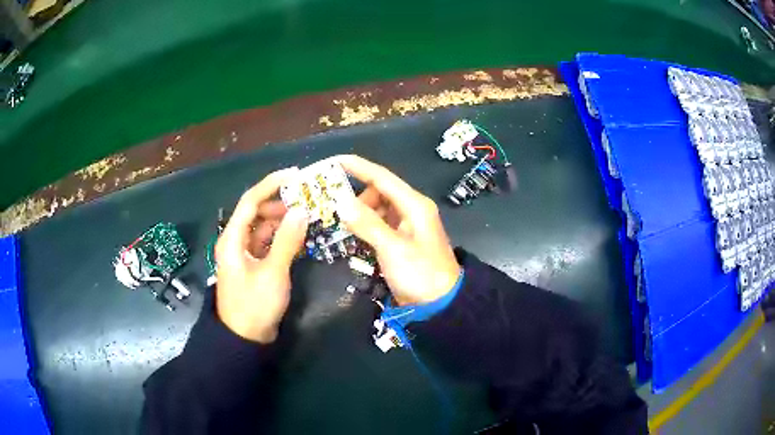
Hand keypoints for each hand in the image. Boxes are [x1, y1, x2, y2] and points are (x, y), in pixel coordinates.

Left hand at [215, 169, 308, 342]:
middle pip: (256, 212)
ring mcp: (245, 254)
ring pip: (263, 227)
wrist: (245, 339)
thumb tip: (301, 210)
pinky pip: (267, 242)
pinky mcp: (254, 265)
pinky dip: (281, 236)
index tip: (294, 175)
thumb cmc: (254, 305)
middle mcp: (236, 241)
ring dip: (282, 219)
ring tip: (306, 214)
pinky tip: (299, 235)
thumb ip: (287, 241)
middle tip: (306, 198)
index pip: (250, 201)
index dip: (270, 184)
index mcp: (232, 239)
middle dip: (279, 202)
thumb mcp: (272, 273)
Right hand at [336, 155, 460, 305]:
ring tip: (341, 224)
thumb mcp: (393, 248)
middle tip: (333, 208)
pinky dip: (365, 227)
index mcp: (414, 205)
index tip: (333, 161)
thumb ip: (367, 223)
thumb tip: (340, 201)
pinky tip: (352, 234)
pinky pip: (379, 225)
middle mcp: (411, 210)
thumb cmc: (420, 274)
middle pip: (378, 192)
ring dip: (359, 213)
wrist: (440, 305)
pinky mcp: (401, 241)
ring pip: (377, 209)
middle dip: (356, 196)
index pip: (382, 177)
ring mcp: (406, 226)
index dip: (357, 167)